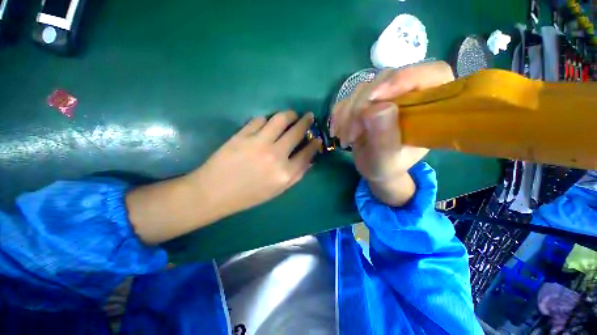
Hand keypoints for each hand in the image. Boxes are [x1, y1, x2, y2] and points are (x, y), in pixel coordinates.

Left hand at [188, 111, 321, 215]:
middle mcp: (275, 155)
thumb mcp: (277, 190)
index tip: (317, 137)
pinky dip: (267, 120)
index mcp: (285, 173)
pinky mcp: (242, 134)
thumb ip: (296, 175)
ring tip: (292, 114)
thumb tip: (309, 159)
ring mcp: (258, 142)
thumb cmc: (249, 195)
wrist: (214, 192)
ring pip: (280, 119)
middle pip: (297, 132)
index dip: (314, 143)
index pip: (307, 153)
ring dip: (289, 114)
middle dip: (306, 121)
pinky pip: (260, 120)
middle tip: (309, 116)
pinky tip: (267, 124)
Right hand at [330, 62, 453, 204]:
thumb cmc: (386, 167)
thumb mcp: (386, 159)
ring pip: (363, 88)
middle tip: (352, 134)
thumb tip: (374, 107)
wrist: (372, 166)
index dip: (405, 78)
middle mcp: (408, 95)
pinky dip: (339, 115)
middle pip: (386, 79)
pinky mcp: (366, 100)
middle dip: (361, 106)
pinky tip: (337, 131)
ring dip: (347, 114)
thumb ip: (384, 137)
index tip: (374, 98)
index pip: (431, 74)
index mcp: (429, 108)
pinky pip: (348, 98)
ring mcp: (385, 96)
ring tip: (346, 140)